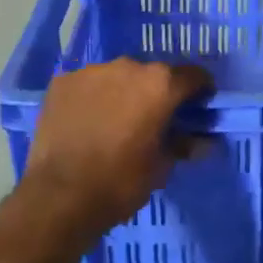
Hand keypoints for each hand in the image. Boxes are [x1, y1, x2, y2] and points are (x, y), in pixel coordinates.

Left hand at [21, 57, 210, 238]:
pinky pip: (87, 85)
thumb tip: (204, 141)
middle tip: (151, 120)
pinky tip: (86, 122)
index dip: (199, 90)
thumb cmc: (120, 183)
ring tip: (114, 122)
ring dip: (122, 93)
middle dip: (156, 92)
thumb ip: (183, 145)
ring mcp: (92, 71)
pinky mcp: (63, 82)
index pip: (193, 76)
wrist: (59, 197)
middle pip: (152, 74)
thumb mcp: (161, 168)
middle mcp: (129, 66)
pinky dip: (92, 98)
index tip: (198, 106)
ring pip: (117, 76)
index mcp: (160, 84)